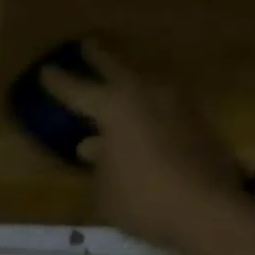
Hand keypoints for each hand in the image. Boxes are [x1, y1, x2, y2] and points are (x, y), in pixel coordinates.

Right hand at [41, 40, 250, 251]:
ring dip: (128, 88)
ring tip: (117, 91)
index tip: (46, 71)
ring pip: (143, 87)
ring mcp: (175, 104)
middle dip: (98, 58)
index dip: (59, 82)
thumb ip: (98, 165)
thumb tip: (95, 148)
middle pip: (115, 69)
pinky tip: (146, 127)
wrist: (209, 209)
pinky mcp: (197, 121)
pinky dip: (150, 114)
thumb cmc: (145, 198)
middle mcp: (143, 93)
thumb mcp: (106, 191)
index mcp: (113, 105)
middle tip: (87, 45)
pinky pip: (164, 109)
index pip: (77, 89)